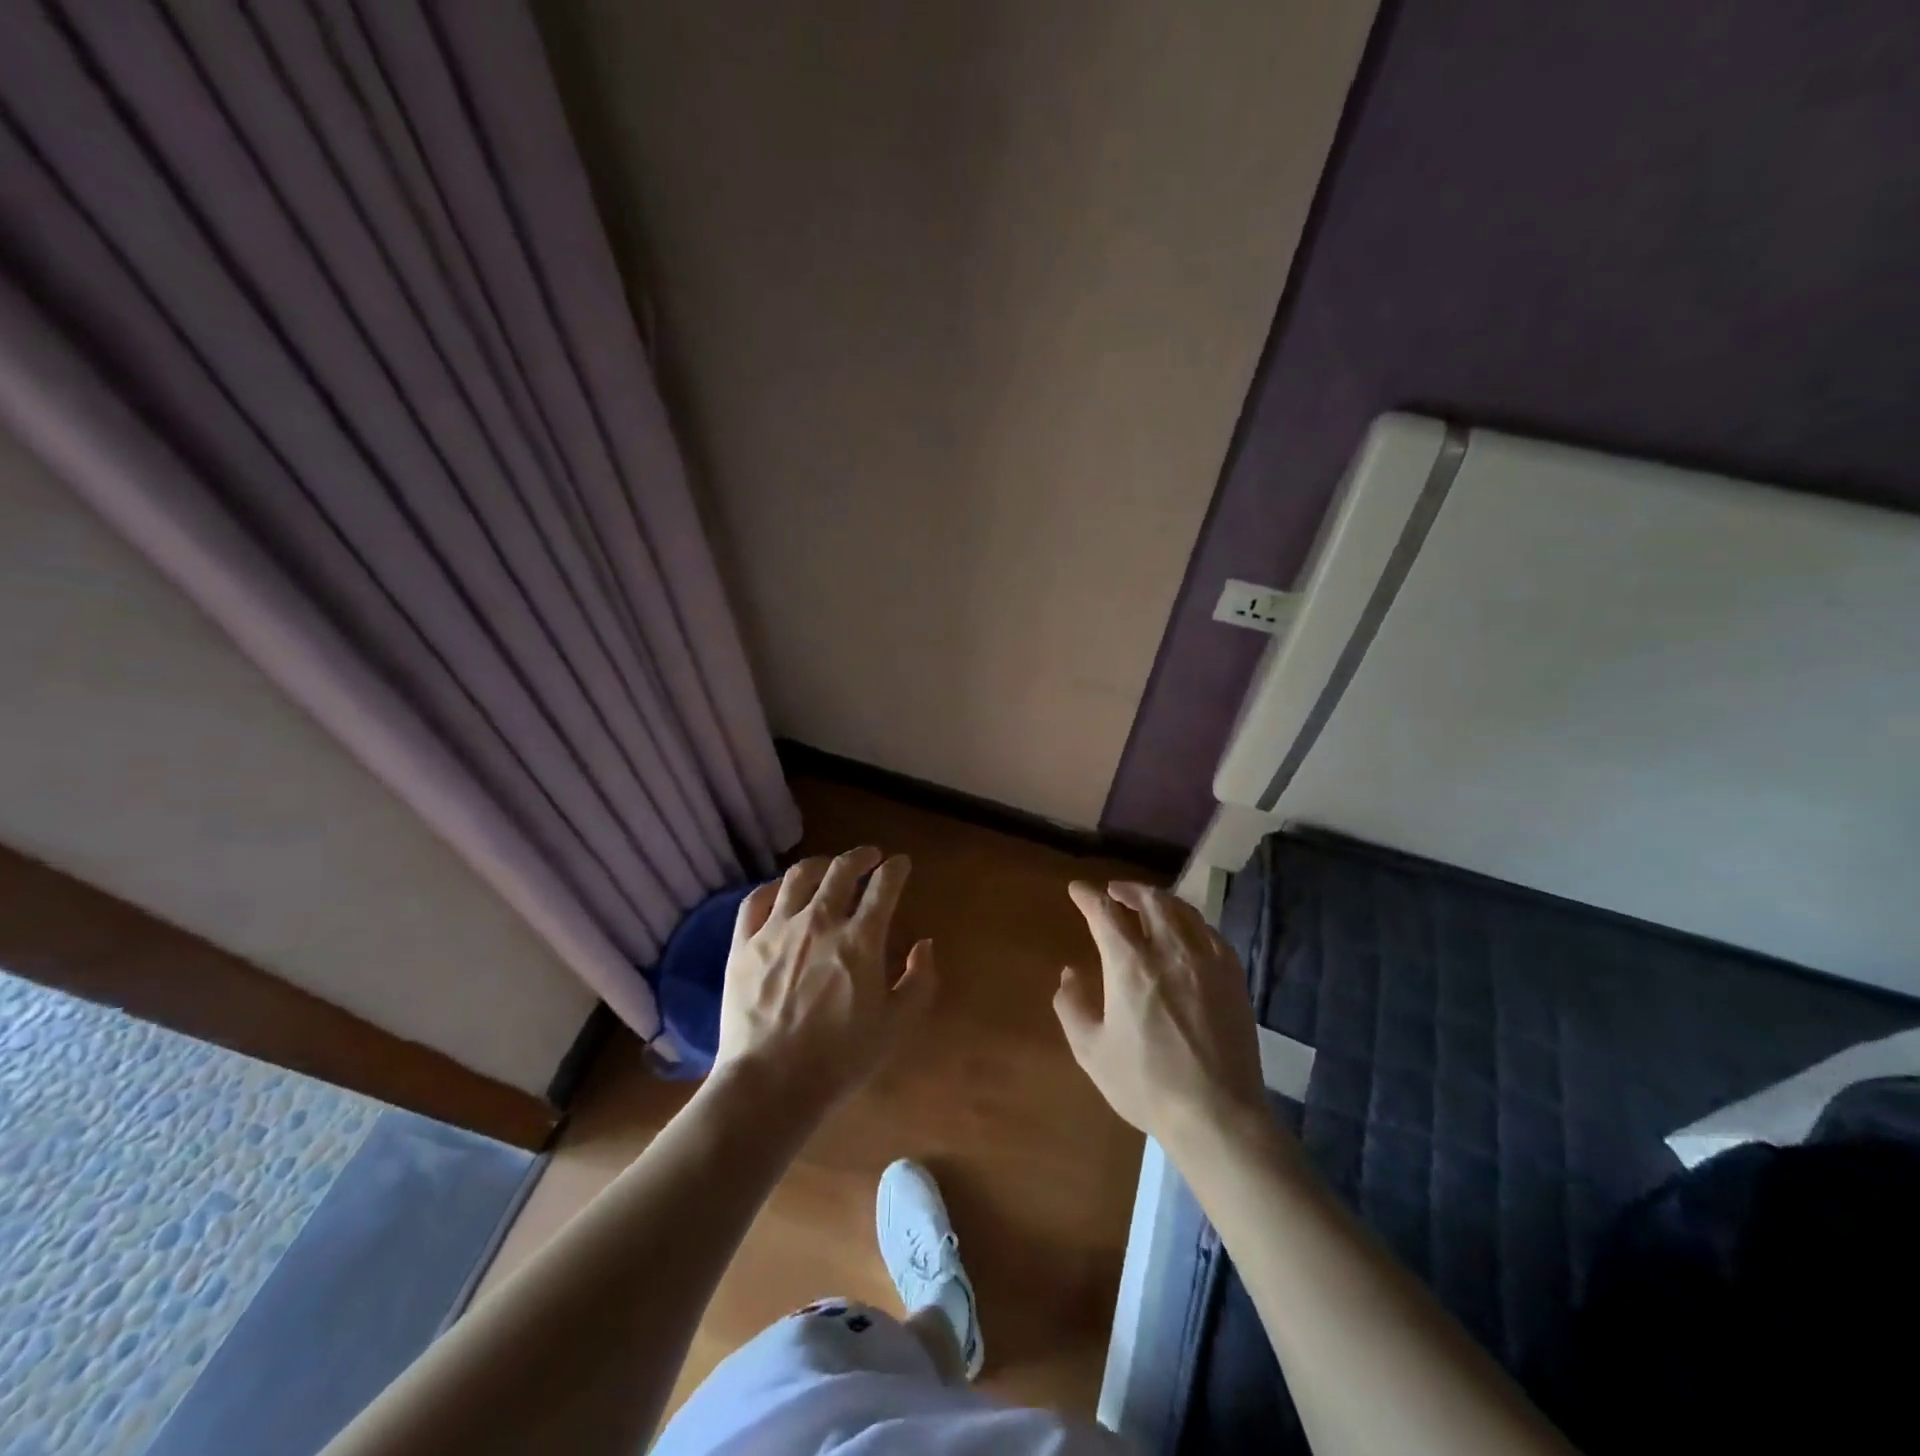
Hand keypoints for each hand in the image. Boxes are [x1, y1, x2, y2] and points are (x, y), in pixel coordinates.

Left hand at [714, 847, 935, 1111]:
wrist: (770, 1084)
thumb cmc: (840, 1058)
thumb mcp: (897, 1025)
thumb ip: (920, 980)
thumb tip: (925, 944)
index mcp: (861, 939)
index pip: (885, 885)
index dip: (896, 868)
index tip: (901, 864)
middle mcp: (820, 921)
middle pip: (842, 869)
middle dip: (861, 856)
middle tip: (870, 857)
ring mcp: (777, 928)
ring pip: (799, 875)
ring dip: (821, 864)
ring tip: (828, 867)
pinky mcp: (743, 944)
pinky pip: (756, 900)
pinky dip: (773, 887)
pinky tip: (781, 890)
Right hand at [1055, 881, 1267, 1146]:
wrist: (1218, 1114)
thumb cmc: (1146, 1084)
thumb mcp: (1091, 1050)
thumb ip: (1071, 1006)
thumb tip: (1069, 973)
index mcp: (1130, 964)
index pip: (1105, 912)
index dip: (1088, 896)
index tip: (1077, 889)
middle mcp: (1169, 950)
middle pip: (1149, 899)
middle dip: (1127, 889)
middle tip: (1113, 891)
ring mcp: (1206, 960)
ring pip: (1182, 910)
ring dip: (1159, 899)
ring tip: (1147, 903)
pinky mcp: (1233, 975)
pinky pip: (1209, 932)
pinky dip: (1190, 921)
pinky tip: (1185, 931)